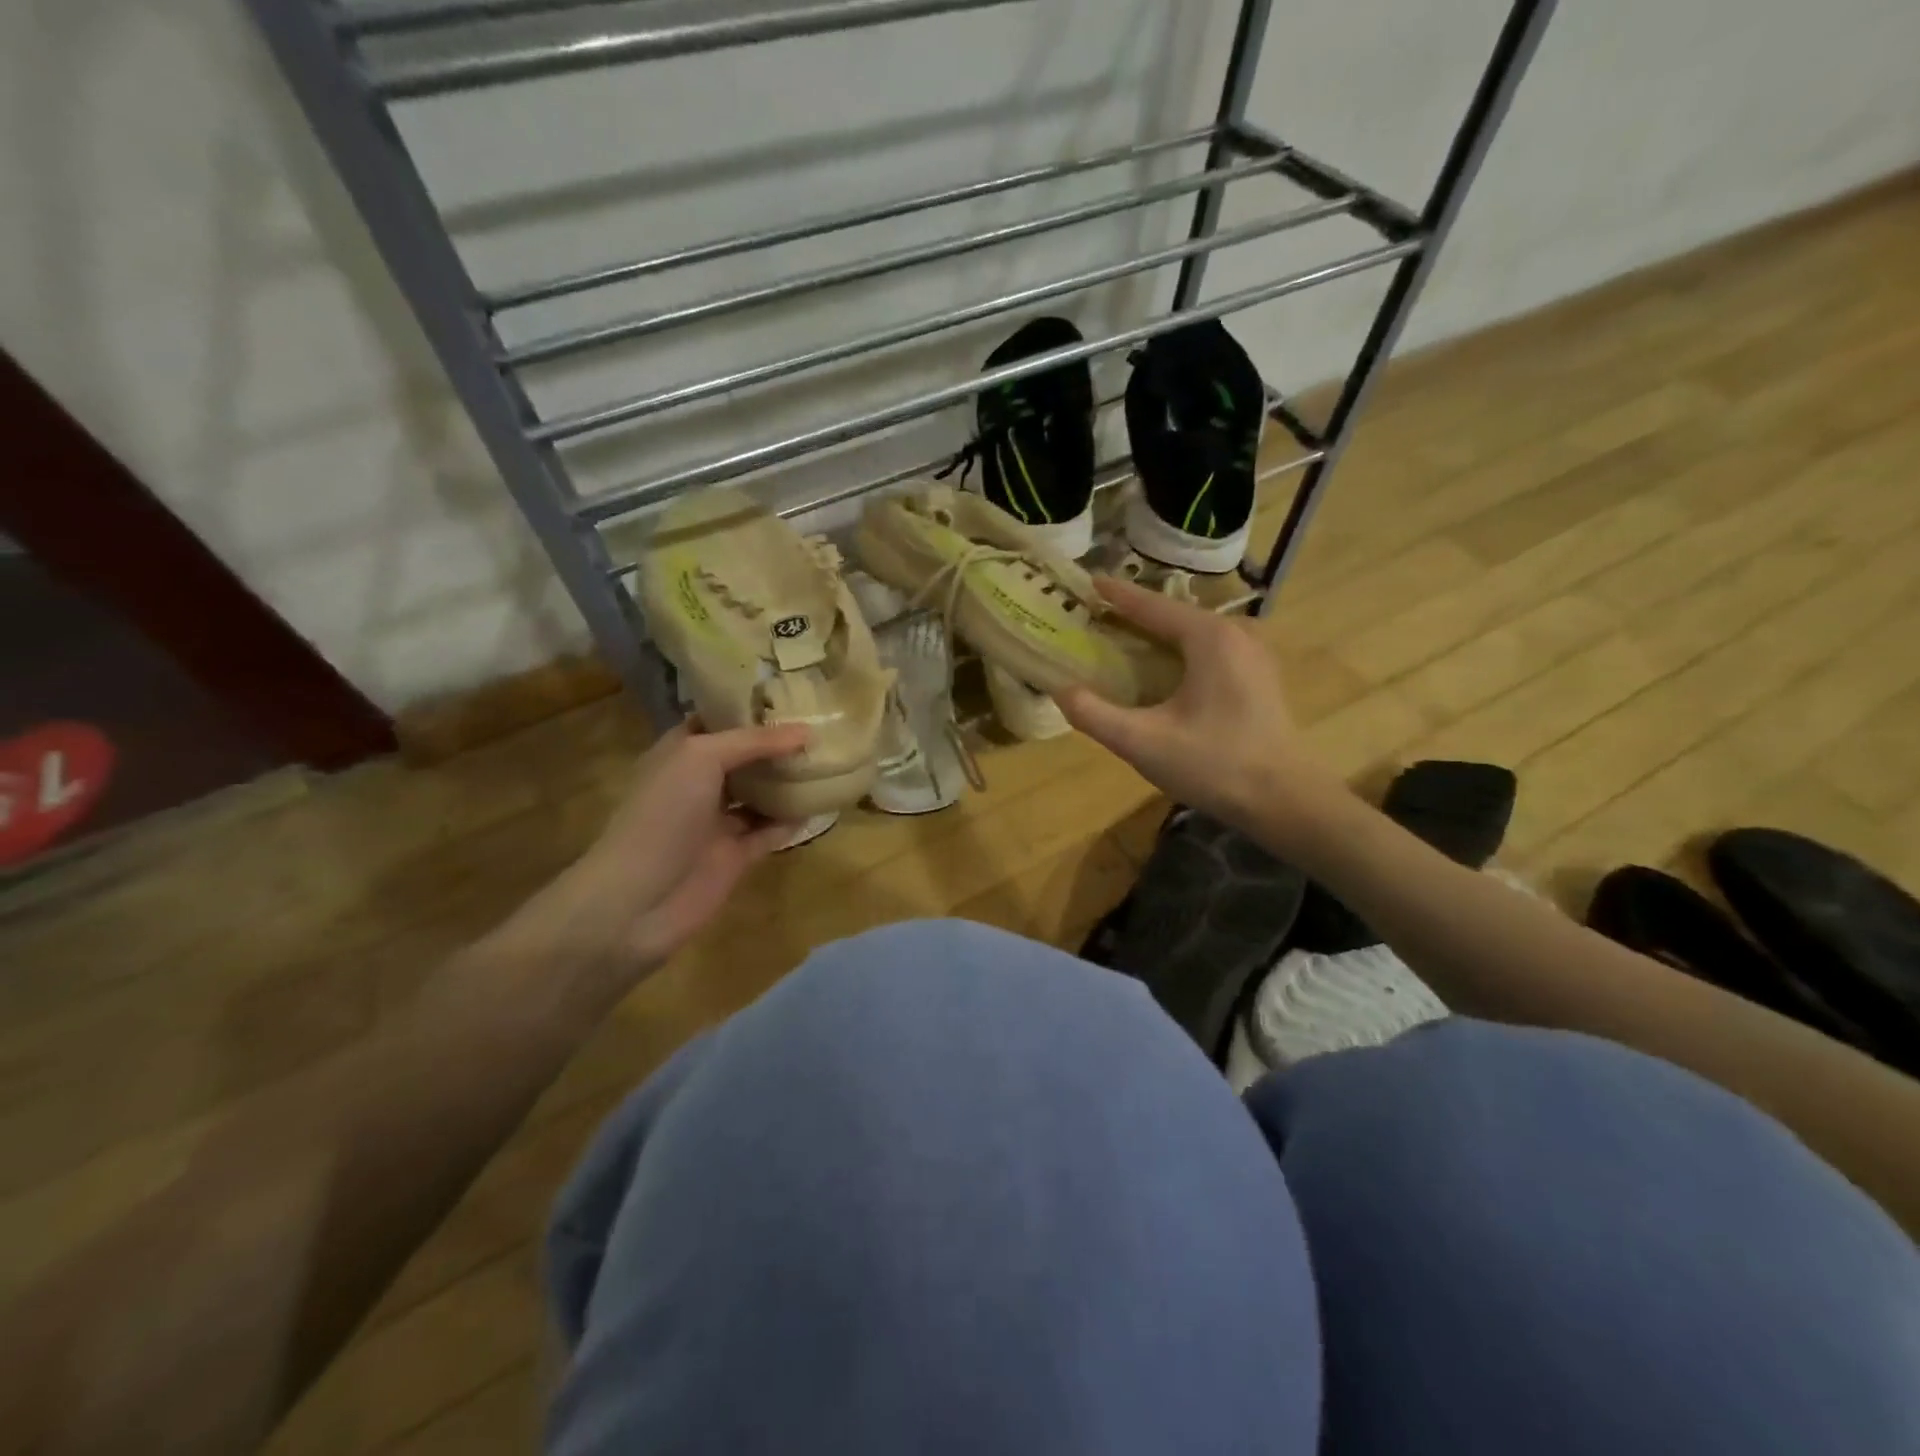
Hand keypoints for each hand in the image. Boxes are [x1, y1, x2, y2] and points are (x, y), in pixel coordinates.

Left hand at [495, 720, 807, 990]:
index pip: (716, 719)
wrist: (638, 900)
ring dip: (789, 780)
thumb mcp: (701, 758)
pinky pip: (771, 830)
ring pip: (760, 793)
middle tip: (822, 722)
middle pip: (744, 756)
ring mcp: (718, 822)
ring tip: (830, 758)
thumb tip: (806, 731)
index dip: (748, 705)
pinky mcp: (736, 856)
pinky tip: (823, 803)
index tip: (789, 691)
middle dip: (777, 742)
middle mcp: (699, 783)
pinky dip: (794, 819)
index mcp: (680, 753)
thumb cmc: (662, 815)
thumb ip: (753, 742)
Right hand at [1057, 577, 1345, 846]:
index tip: (1087, 582)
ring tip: (1121, 640)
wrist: (1284, 801)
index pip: (1152, 606)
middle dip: (1134, 615)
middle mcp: (1235, 634)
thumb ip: (1095, 714)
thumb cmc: (1214, 765)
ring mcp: (1253, 655)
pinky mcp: (1259, 677)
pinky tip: (1160, 671)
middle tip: (1095, 617)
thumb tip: (1061, 691)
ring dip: (1157, 635)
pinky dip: (1179, 652)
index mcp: (1209, 638)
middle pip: (1174, 616)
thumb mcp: (1143, 743)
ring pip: (1193, 634)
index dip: (1116, 595)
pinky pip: (1209, 651)